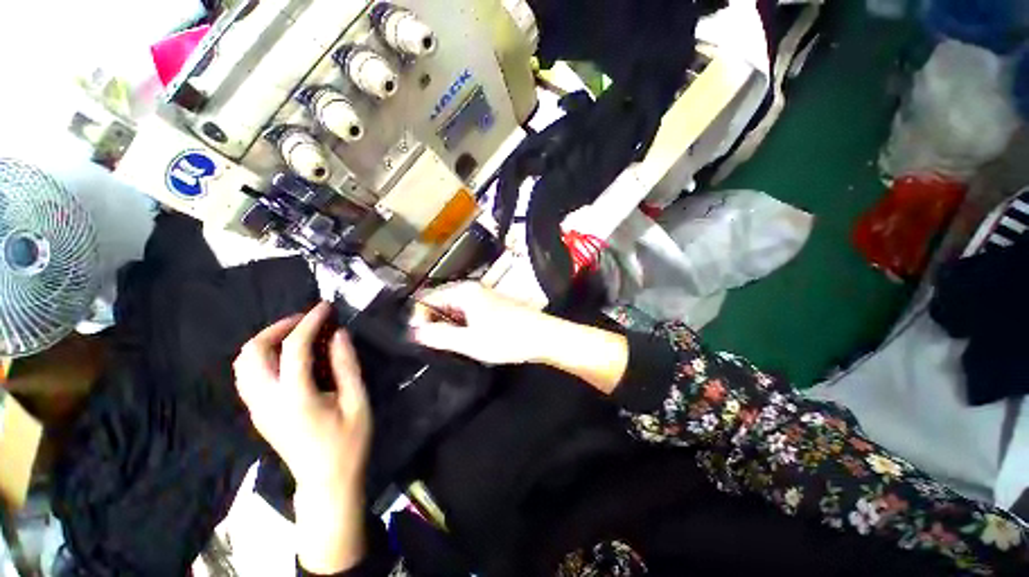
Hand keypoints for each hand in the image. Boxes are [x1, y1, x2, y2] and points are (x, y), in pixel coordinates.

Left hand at [233, 302, 370, 494]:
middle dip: (278, 328)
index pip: (294, 348)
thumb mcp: (357, 402)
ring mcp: (257, 408)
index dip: (310, 322)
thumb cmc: (348, 442)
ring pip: (243, 363)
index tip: (325, 307)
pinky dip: (263, 356)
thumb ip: (346, 366)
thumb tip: (339, 334)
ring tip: (297, 335)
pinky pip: (248, 375)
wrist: (326, 482)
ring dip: (267, 341)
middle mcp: (267, 400)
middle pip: (253, 352)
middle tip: (306, 321)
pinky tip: (288, 357)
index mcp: (295, 398)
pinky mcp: (258, 413)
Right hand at [409, 282, 555, 364]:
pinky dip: (460, 324)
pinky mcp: (490, 305)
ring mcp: (482, 296)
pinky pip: (466, 312)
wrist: (542, 336)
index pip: (427, 298)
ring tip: (448, 343)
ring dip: (447, 324)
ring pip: (454, 308)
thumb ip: (439, 336)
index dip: (418, 317)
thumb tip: (413, 332)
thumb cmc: (506, 338)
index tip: (419, 339)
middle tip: (432, 344)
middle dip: (432, 321)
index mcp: (463, 291)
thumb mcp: (469, 341)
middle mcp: (471, 288)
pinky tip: (465, 338)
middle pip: (440, 301)